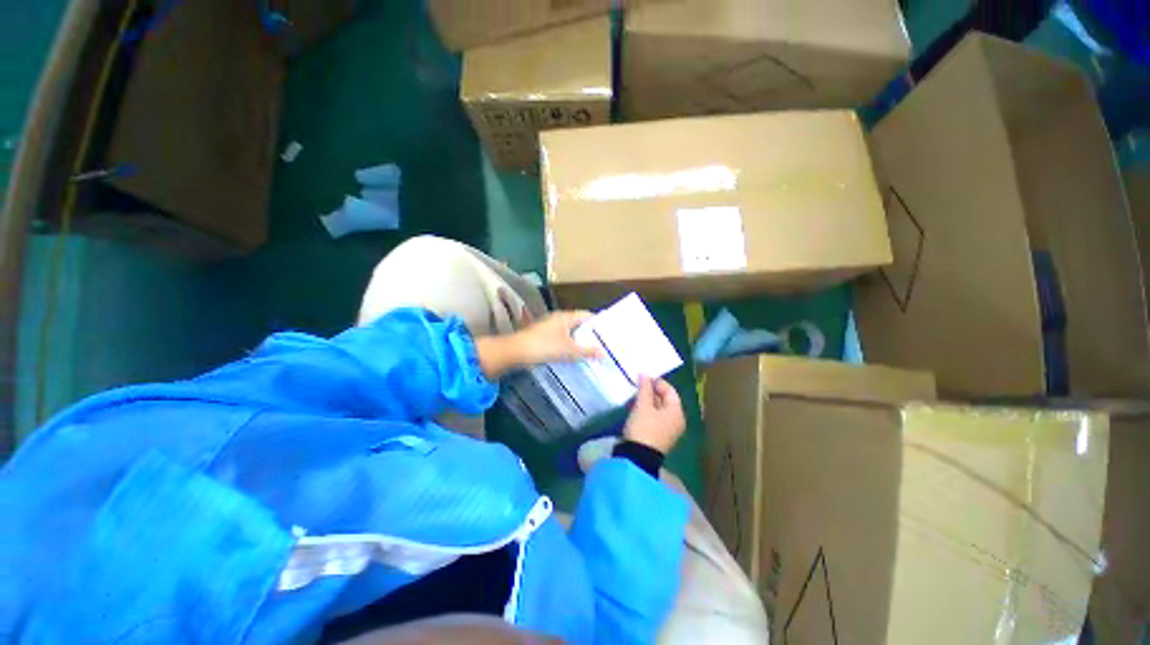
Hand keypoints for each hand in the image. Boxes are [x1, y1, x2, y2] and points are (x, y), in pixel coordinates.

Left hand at [475, 311, 602, 379]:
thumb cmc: (544, 346)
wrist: (516, 352)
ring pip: (570, 333)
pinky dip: (570, 345)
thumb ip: (587, 351)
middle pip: (579, 324)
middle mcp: (558, 319)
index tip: (609, 333)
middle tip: (604, 344)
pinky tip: (575, 356)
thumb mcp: (568, 350)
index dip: (598, 323)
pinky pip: (562, 339)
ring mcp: (550, 327)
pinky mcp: (544, 337)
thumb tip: (604, 353)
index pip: (587, 316)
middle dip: (590, 334)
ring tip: (592, 351)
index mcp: (566, 317)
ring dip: (580, 341)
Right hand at [623, 377, 685, 453]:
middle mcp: (676, 421)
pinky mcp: (658, 436)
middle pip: (665, 400)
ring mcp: (668, 430)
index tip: (643, 378)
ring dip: (647, 401)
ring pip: (659, 409)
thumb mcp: (642, 405)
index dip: (657, 382)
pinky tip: (636, 408)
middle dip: (651, 391)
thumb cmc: (643, 427)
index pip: (670, 391)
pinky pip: (654, 418)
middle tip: (637, 385)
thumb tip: (645, 374)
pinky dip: (646, 411)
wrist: (637, 457)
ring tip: (635, 395)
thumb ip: (644, 388)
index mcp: (677, 412)